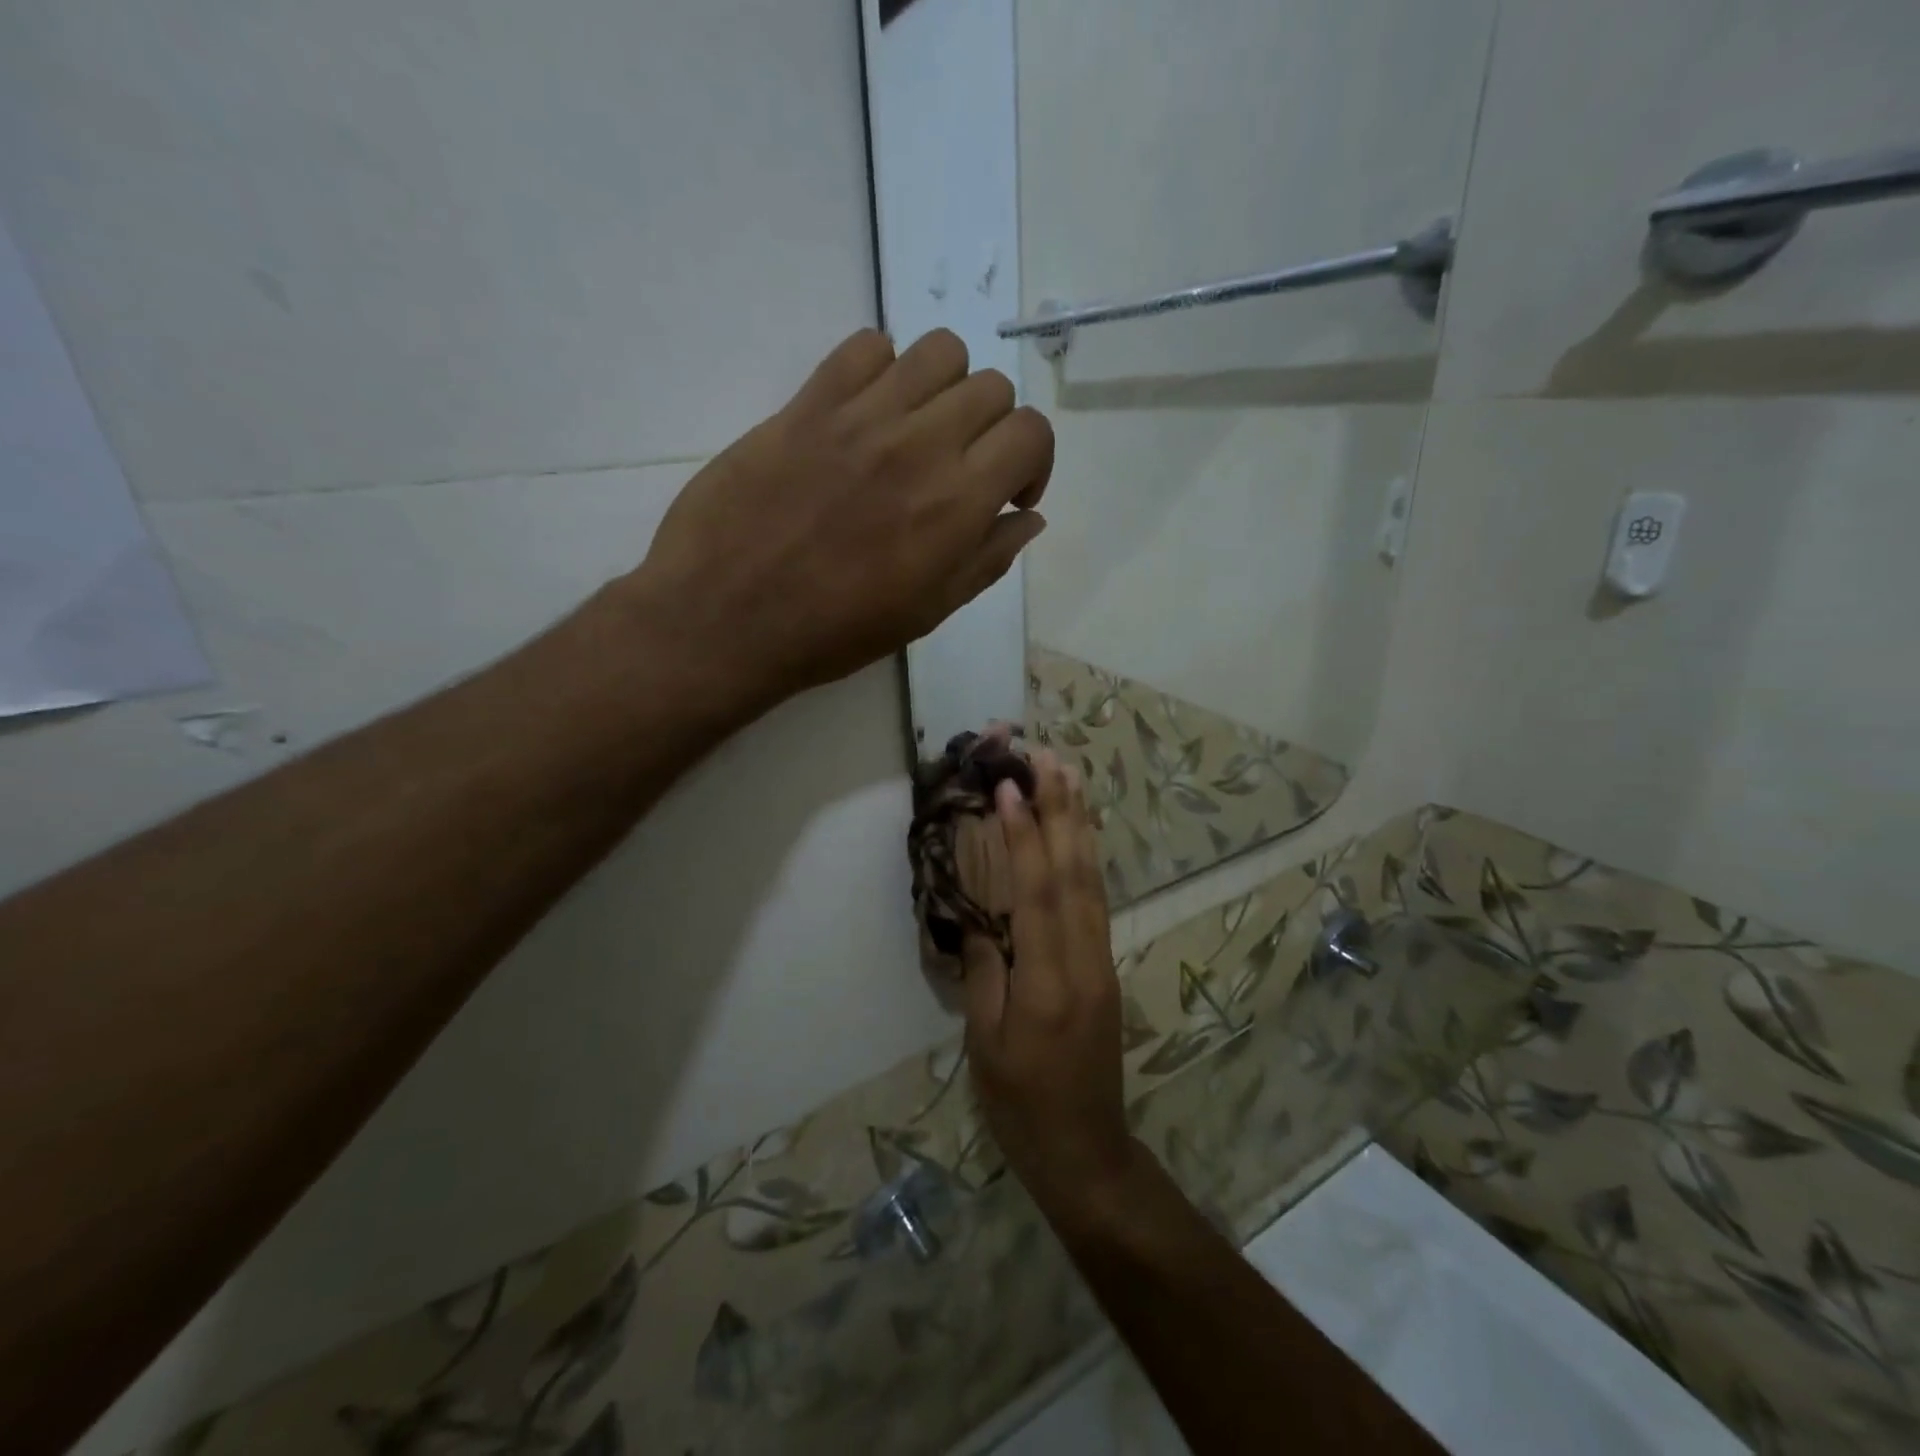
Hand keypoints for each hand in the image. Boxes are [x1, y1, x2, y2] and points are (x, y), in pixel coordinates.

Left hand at [622, 327, 1052, 711]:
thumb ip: (987, 560)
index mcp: (957, 504)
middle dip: (991, 428)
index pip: (1031, 432)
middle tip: (960, 467)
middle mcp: (920, 445)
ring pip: (938, 352)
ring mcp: (861, 416)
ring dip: (945, 388)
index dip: (1033, 461)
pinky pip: (865, 346)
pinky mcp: (808, 403)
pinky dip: (880, 369)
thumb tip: (1028, 517)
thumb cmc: (833, 632)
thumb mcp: (926, 613)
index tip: (1007, 494)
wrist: (726, 619)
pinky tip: (866, 414)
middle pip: (991, 387)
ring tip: (918, 429)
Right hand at [962, 751, 1140, 1223]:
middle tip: (1048, 757)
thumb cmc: (1022, 1107)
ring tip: (1069, 777)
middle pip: (1074, 873)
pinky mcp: (1105, 968)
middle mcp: (1084, 960)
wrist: (1087, 1152)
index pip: (1036, 894)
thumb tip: (980, 916)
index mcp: (1048, 982)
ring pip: (1093, 881)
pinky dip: (1087, 859)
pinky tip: (1079, 835)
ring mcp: (1101, 962)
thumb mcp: (986, 1045)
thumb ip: (985, 972)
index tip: (1011, 787)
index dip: (1024, 837)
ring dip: (1079, 825)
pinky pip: (1096, 901)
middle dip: (1061, 810)